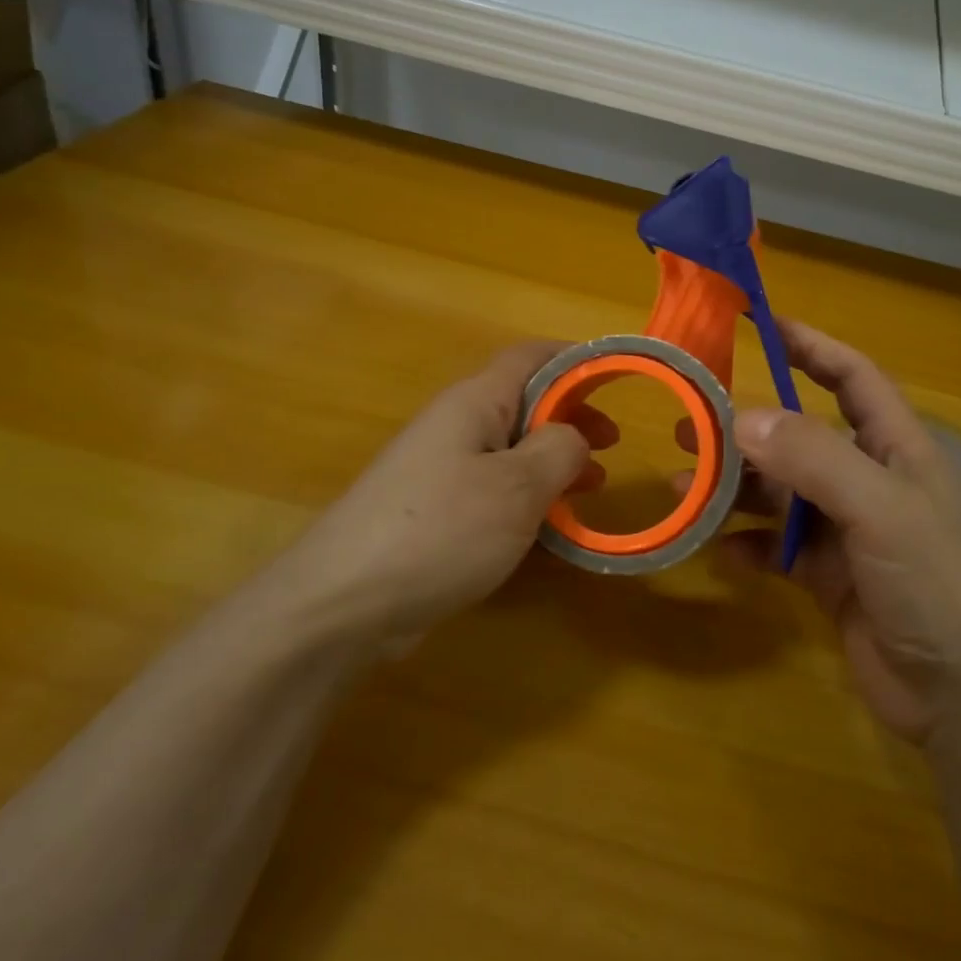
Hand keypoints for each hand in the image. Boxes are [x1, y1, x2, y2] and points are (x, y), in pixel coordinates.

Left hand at [277, 342, 611, 649]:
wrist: (342, 604)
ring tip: (593, 486)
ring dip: (554, 461)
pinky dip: (529, 498)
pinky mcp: (435, 513)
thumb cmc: (441, 530)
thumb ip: (559, 450)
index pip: (531, 356)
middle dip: (572, 417)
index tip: (618, 380)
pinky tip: (550, 529)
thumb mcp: (517, 486)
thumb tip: (574, 435)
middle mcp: (456, 427)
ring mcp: (441, 471)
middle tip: (612, 445)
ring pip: (511, 450)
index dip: (576, 359)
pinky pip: (493, 490)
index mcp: (474, 403)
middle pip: (524, 402)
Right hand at [712, 320, 960, 744]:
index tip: (760, 325)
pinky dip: (747, 545)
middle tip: (688, 424)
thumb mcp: (880, 509)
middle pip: (800, 437)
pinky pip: (777, 547)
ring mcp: (848, 531)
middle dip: (747, 429)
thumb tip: (742, 418)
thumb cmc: (937, 587)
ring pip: (780, 494)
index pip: (851, 377)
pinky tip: (720, 552)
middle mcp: (869, 481)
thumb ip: (813, 458)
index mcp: (896, 448)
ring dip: (735, 489)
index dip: (810, 347)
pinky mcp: (830, 577)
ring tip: (684, 487)